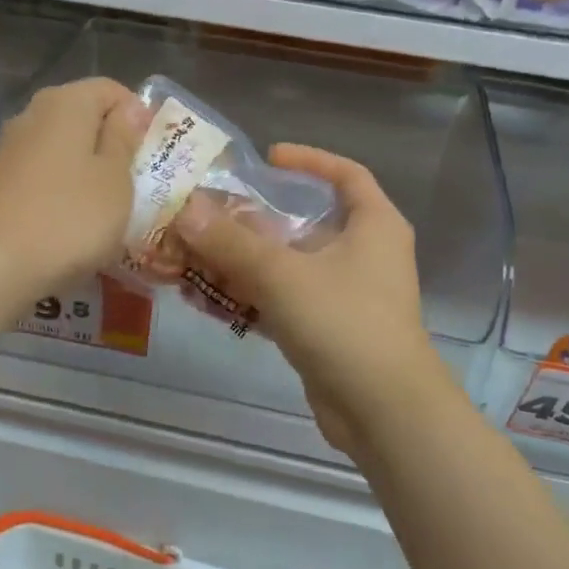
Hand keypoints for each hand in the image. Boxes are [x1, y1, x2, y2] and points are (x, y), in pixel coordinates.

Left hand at [0, 78, 143, 297]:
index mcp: (67, 102)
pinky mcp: (0, 180)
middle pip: (85, 116)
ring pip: (64, 147)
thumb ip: (124, 139)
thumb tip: (128, 110)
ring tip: (108, 206)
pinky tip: (73, 220)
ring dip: (89, 169)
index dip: (138, 116)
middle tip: (136, 182)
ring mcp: (12, 147)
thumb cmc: (71, 217)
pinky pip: (44, 173)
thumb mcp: (115, 179)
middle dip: (113, 144)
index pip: (112, 90)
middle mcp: (34, 113)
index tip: (153, 154)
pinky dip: (63, 188)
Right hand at [173, 145, 452, 454]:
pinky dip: (248, 298)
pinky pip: (281, 303)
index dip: (309, 161)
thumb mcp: (282, 274)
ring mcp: (344, 296)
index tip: (267, 159)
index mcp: (373, 225)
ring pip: (286, 267)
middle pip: (303, 224)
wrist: (382, 410)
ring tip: (189, 257)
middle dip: (251, 221)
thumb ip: (231, 242)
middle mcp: (363, 254)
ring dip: (239, 264)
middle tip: (206, 215)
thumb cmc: (344, 322)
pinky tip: (204, 298)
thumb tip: (185, 209)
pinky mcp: (326, 332)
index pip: (346, 175)